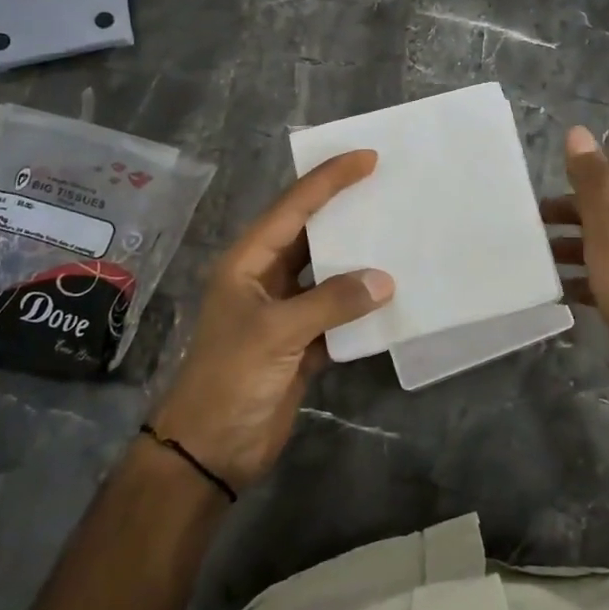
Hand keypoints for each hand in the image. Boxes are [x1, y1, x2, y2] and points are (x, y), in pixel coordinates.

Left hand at [152, 151, 393, 491]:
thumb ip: (331, 301)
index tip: (368, 157)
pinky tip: (391, 295)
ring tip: (397, 233)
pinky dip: (361, 305)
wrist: (210, 452)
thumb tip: (385, 279)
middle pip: (311, 233)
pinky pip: (338, 311)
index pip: (294, 208)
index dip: (329, 179)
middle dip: (346, 210)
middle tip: (387, 186)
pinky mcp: (301, 342)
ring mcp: (285, 311)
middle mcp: (266, 278)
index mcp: (248, 262)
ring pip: (327, 272)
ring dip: (357, 258)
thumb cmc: (230, 379)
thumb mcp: (277, 333)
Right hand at [544, 127, 608, 418]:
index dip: (595, 165)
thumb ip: (592, 185)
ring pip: (601, 245)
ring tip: (535, 254)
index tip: (557, 173)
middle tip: (533, 217)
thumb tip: (578, 132)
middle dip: (572, 207)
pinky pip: (600, 280)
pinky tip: (555, 290)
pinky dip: (578, 279)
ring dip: (570, 243)